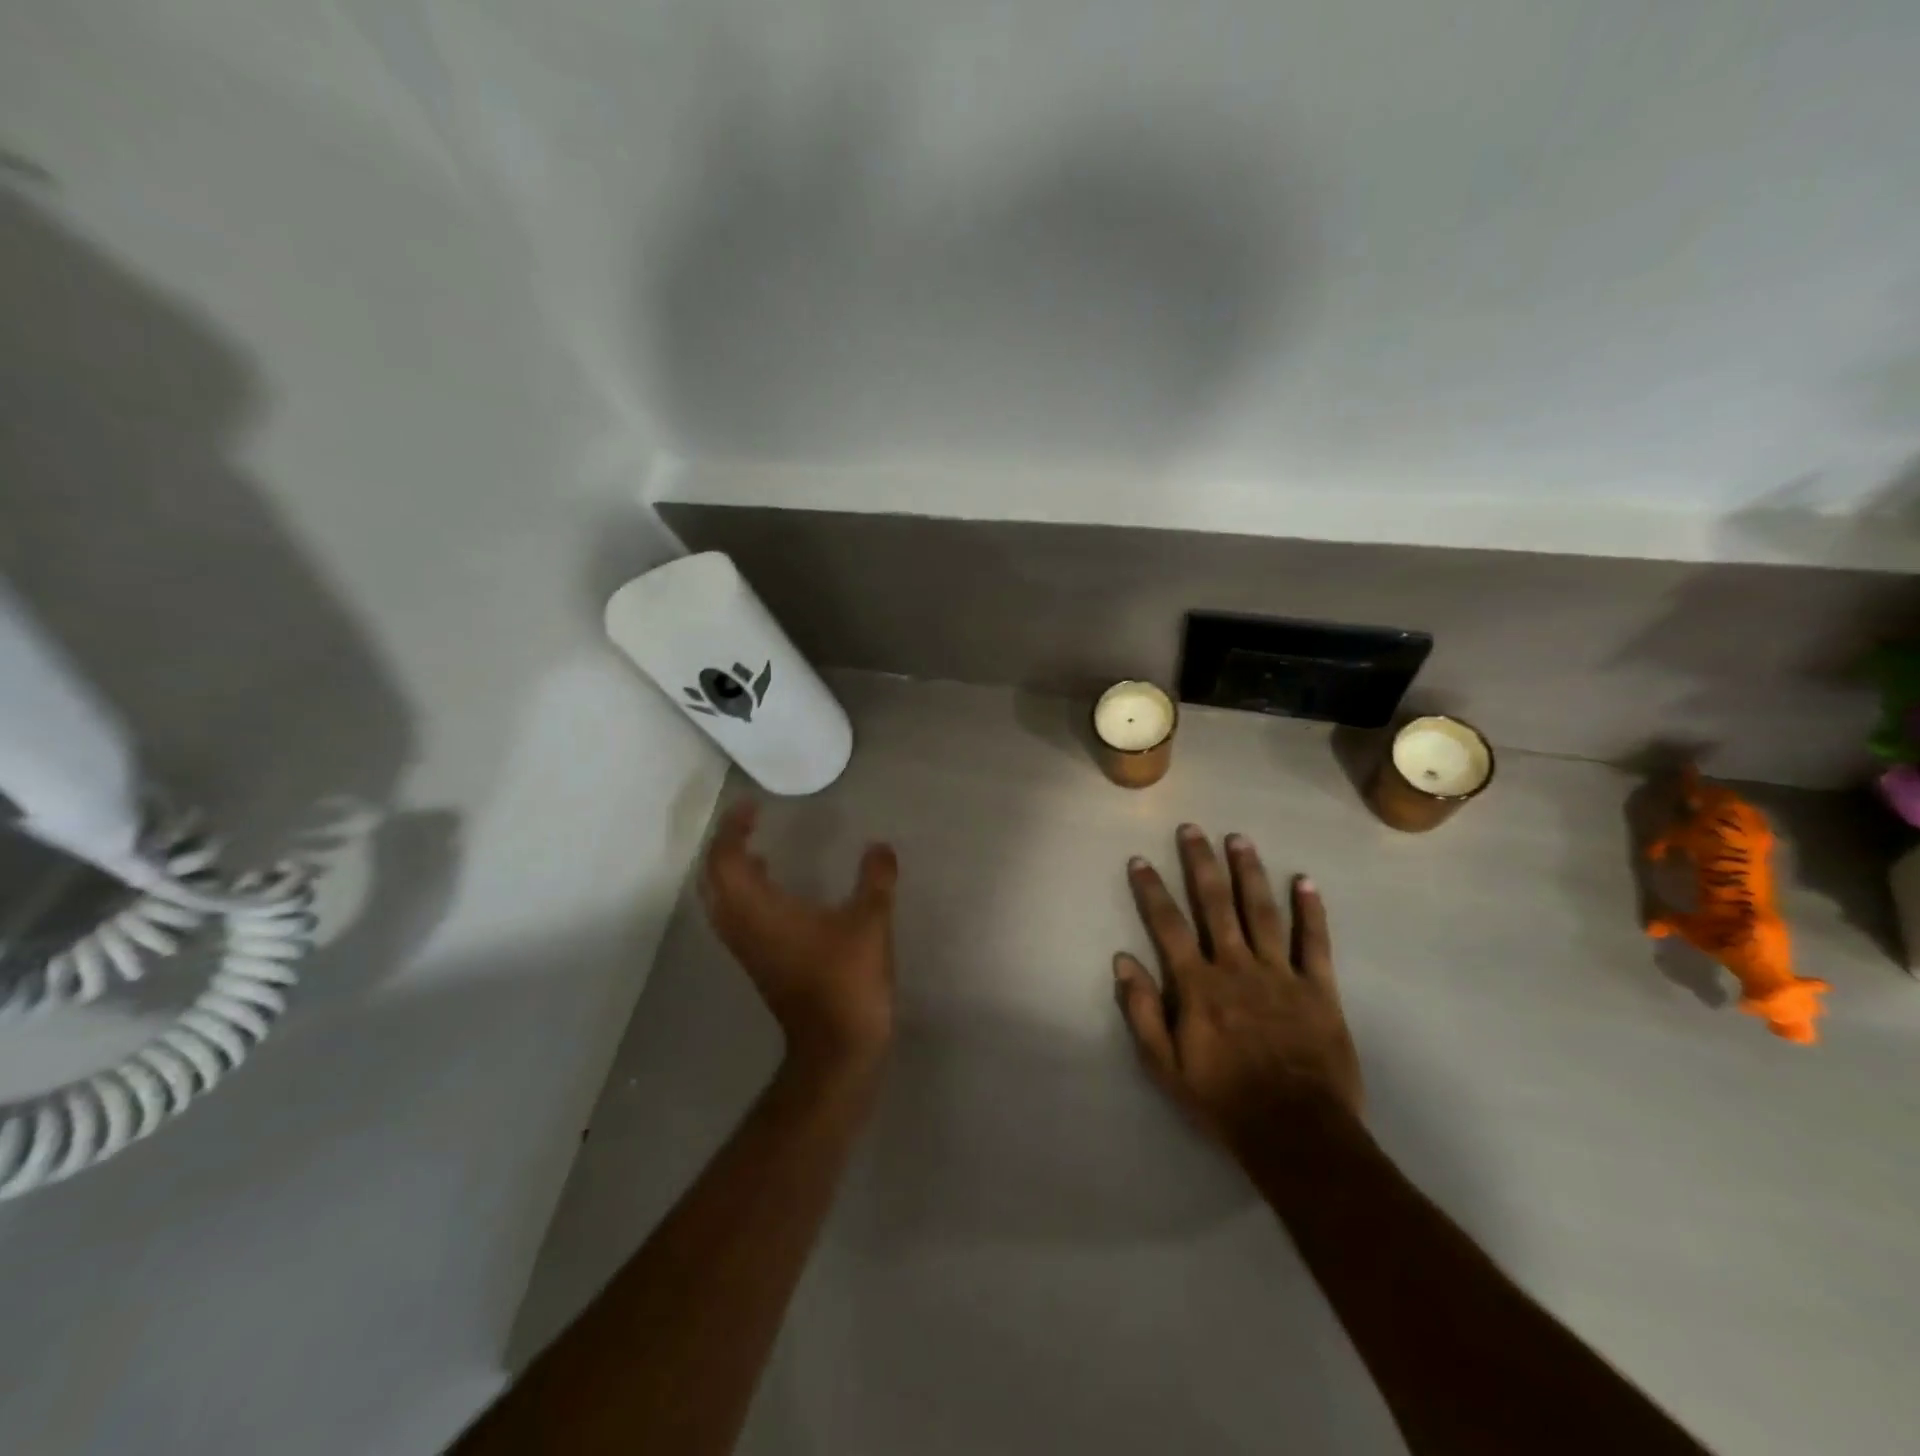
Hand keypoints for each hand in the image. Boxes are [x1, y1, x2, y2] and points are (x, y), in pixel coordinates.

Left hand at [700, 799, 898, 1076]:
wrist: (837, 1047)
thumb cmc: (848, 981)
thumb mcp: (870, 922)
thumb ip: (875, 879)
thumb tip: (879, 846)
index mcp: (761, 911)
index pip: (726, 861)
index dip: (732, 830)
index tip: (751, 807)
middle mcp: (743, 927)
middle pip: (713, 879)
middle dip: (725, 846)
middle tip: (748, 823)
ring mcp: (748, 949)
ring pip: (720, 900)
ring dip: (731, 870)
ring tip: (757, 848)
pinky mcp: (759, 963)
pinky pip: (736, 916)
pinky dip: (744, 892)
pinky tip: (774, 886)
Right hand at [1114, 824, 1362, 1149]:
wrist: (1296, 1134)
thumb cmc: (1223, 1100)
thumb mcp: (1165, 1066)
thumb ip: (1143, 1011)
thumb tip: (1123, 961)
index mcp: (1198, 985)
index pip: (1168, 926)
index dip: (1152, 891)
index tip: (1140, 861)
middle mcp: (1236, 967)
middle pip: (1215, 904)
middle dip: (1200, 864)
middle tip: (1192, 829)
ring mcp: (1280, 974)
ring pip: (1261, 912)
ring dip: (1248, 872)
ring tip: (1238, 839)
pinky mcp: (1318, 989)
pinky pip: (1314, 943)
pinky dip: (1310, 911)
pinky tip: (1304, 880)